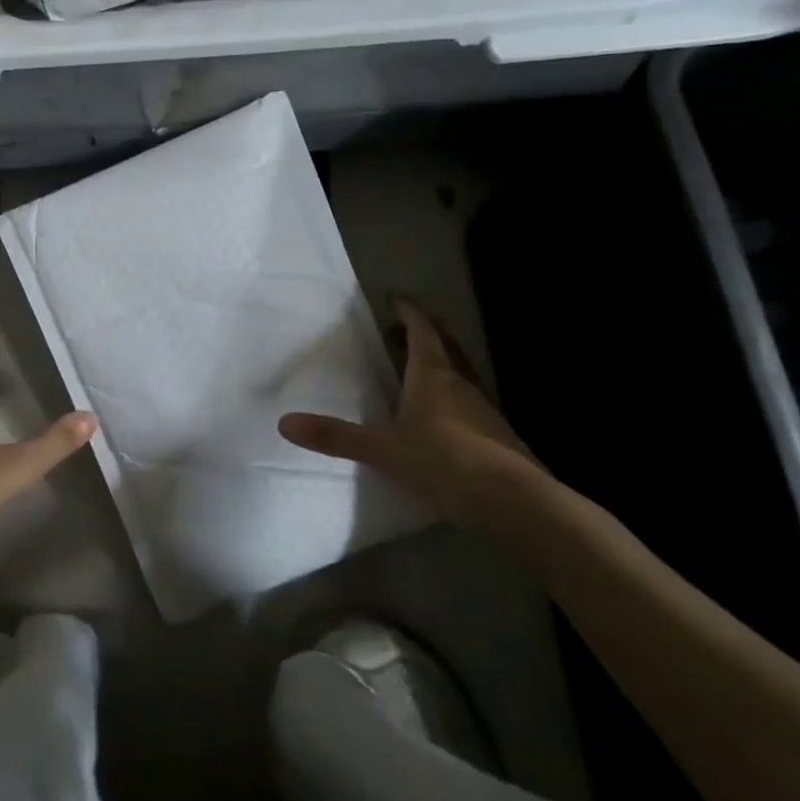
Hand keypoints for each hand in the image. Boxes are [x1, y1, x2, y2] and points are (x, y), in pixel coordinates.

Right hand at [279, 298, 540, 525]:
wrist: (514, 502)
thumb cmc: (445, 462)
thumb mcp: (383, 449)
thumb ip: (336, 436)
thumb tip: (285, 423)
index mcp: (433, 375)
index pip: (422, 330)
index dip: (407, 311)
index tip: (392, 298)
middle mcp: (461, 384)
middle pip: (442, 348)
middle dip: (419, 336)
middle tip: (395, 333)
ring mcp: (482, 410)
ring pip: (456, 376)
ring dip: (434, 368)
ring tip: (410, 374)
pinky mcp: (495, 436)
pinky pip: (464, 404)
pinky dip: (447, 400)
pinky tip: (435, 422)